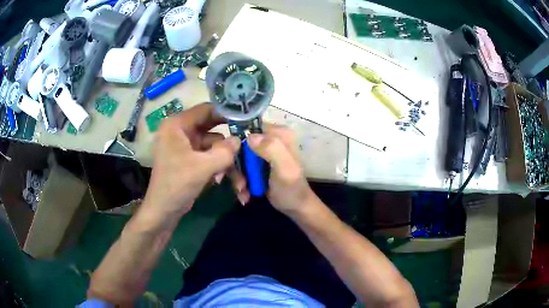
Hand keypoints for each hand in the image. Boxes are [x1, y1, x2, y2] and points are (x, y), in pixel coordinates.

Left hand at [142, 103, 239, 218]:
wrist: (163, 212)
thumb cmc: (177, 184)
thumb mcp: (203, 167)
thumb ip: (224, 151)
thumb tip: (240, 140)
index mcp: (177, 125)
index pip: (206, 110)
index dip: (227, 113)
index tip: (247, 119)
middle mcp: (181, 132)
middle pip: (213, 130)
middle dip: (229, 145)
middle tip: (249, 148)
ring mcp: (186, 147)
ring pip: (214, 147)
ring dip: (227, 163)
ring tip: (240, 183)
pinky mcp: (191, 160)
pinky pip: (210, 158)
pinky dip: (220, 168)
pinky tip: (226, 183)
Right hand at [230, 124, 313, 215]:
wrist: (294, 207)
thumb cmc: (292, 188)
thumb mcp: (284, 168)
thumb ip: (271, 149)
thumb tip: (250, 136)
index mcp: (279, 134)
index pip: (249, 128)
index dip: (237, 142)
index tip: (231, 160)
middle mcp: (270, 139)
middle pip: (241, 145)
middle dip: (237, 166)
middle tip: (240, 183)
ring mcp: (262, 153)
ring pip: (239, 159)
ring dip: (239, 177)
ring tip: (243, 191)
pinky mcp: (257, 165)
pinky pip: (242, 169)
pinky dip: (242, 182)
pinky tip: (245, 194)